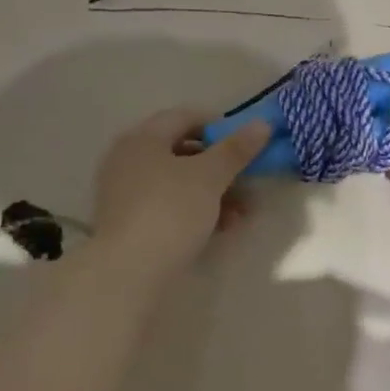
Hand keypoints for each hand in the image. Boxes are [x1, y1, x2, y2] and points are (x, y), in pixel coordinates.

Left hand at [91, 109, 272, 273]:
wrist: (129, 273)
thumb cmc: (170, 211)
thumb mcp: (210, 176)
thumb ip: (236, 149)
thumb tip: (262, 124)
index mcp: (142, 139)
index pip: (185, 117)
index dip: (220, 125)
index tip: (247, 143)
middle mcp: (129, 160)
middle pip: (183, 152)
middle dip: (222, 166)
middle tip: (250, 180)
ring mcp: (127, 194)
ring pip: (180, 183)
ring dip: (215, 193)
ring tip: (244, 213)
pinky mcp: (131, 224)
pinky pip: (170, 207)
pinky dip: (197, 211)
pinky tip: (223, 228)